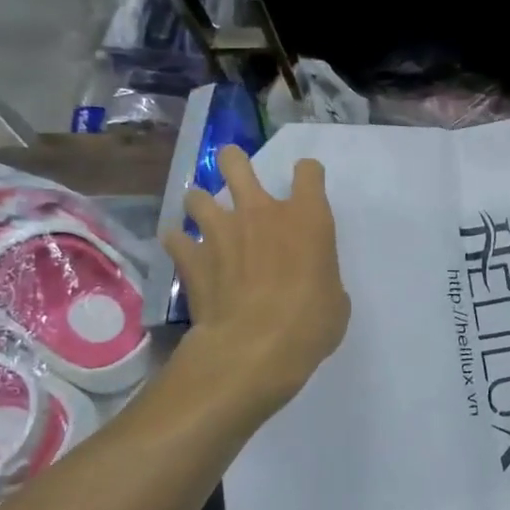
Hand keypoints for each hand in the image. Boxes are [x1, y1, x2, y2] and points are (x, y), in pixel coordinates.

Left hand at [164, 146, 350, 409]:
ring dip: (201, 204)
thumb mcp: (335, 298)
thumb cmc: (311, 322)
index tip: (306, 184)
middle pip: (237, 163)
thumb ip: (321, 276)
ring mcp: (220, 231)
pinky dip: (178, 243)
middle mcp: (261, 212)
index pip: (309, 172)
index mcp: (307, 217)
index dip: (308, 175)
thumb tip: (311, 282)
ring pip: (197, 196)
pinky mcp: (191, 258)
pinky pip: (174, 238)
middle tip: (235, 171)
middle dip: (234, 162)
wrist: (256, 347)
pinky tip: (184, 254)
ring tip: (204, 217)